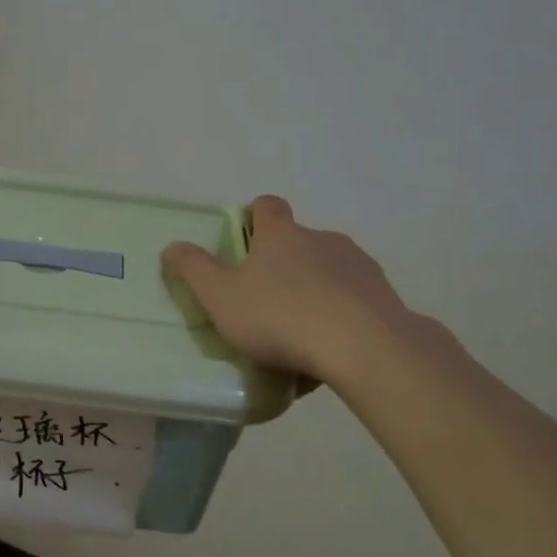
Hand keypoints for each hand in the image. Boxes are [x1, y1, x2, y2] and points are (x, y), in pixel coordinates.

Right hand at [161, 194, 421, 386]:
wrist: (363, 347)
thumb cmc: (280, 317)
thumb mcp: (220, 297)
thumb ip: (193, 270)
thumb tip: (172, 246)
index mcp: (281, 235)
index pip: (267, 206)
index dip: (254, 216)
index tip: (244, 238)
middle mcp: (322, 239)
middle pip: (299, 240)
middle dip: (283, 262)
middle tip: (265, 298)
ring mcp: (358, 266)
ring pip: (329, 270)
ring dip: (315, 289)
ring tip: (300, 332)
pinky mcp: (384, 296)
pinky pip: (354, 301)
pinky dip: (341, 316)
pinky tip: (330, 350)